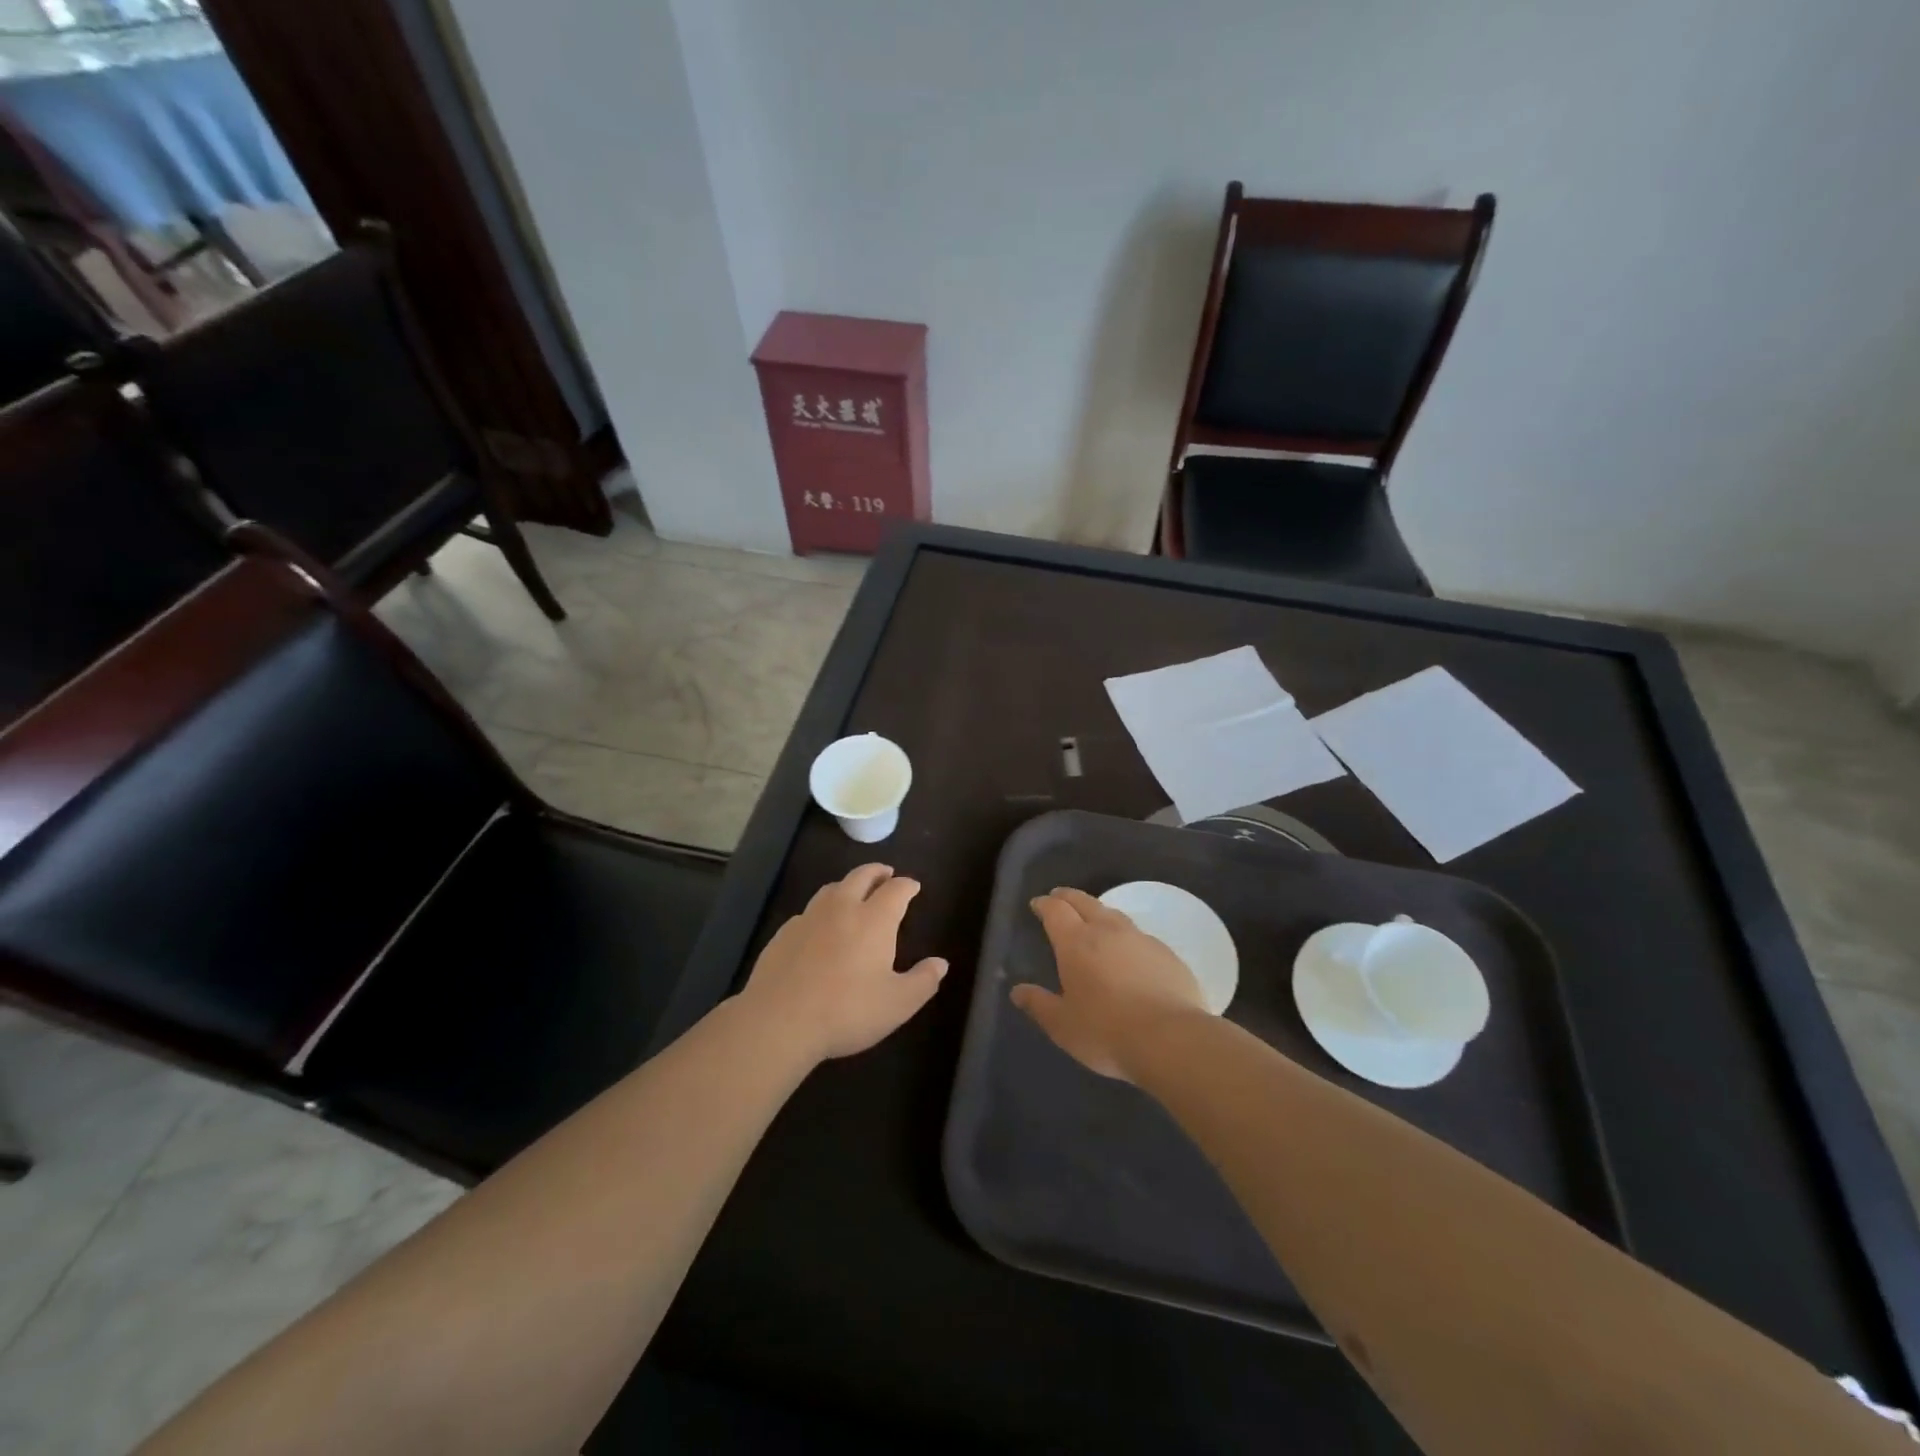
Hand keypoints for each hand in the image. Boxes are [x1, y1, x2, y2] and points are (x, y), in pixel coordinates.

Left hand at [740, 863, 946, 1064]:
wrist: (778, 1020)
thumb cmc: (847, 1011)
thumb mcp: (897, 1004)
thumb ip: (923, 981)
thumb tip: (940, 963)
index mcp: (874, 920)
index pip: (896, 890)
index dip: (907, 885)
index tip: (913, 886)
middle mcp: (842, 908)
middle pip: (862, 876)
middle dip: (877, 872)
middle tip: (886, 874)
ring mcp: (809, 918)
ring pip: (832, 889)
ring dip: (848, 886)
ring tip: (854, 894)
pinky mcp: (784, 933)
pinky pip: (808, 912)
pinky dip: (821, 911)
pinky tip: (820, 927)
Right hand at [1011, 887, 1208, 1080]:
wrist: (1171, 1039)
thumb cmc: (1106, 1031)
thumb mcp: (1062, 1025)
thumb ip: (1038, 1004)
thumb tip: (1017, 991)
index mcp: (1076, 943)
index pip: (1056, 910)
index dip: (1044, 904)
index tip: (1037, 904)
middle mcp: (1107, 931)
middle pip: (1085, 902)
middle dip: (1068, 897)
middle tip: (1059, 897)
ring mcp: (1140, 939)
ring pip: (1114, 914)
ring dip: (1098, 912)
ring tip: (1093, 919)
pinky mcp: (1166, 953)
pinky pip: (1139, 935)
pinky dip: (1126, 936)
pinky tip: (1128, 952)